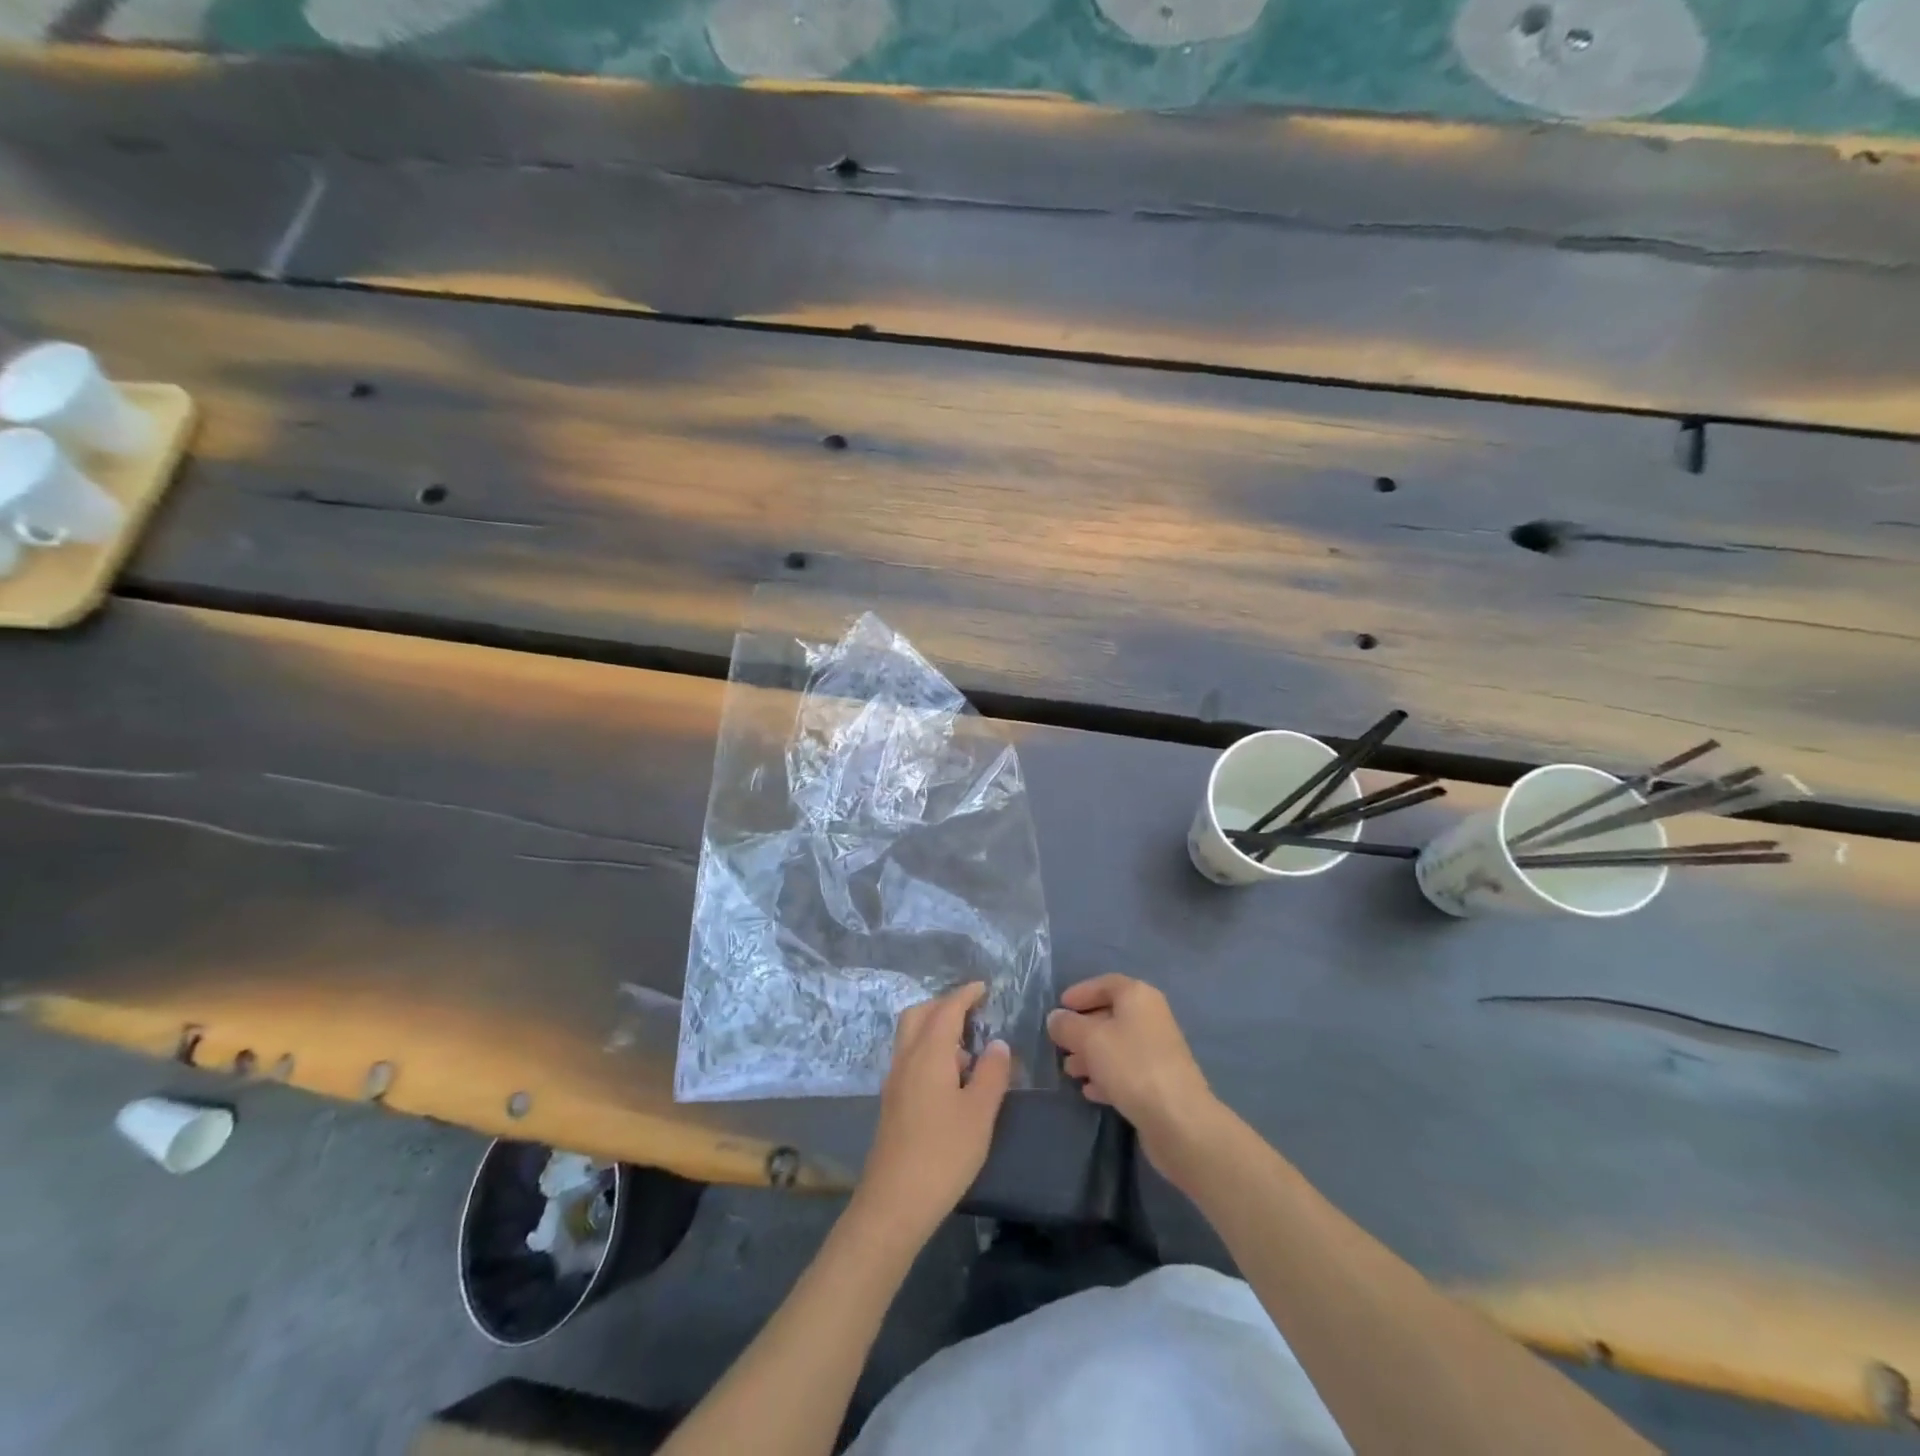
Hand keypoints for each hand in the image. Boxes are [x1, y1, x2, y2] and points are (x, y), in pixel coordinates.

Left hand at [853, 983, 1010, 1246]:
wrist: (895, 1201)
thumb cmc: (944, 1153)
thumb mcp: (980, 1113)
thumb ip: (992, 1073)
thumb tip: (997, 1044)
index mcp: (929, 1053)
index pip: (947, 1009)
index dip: (965, 995)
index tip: (983, 987)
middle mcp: (906, 1058)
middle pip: (919, 1014)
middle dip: (944, 1005)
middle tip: (972, 1012)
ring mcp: (895, 1080)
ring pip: (911, 1035)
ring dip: (935, 1028)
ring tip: (967, 1047)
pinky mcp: (892, 1101)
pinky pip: (909, 1057)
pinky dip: (929, 1050)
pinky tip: (950, 1077)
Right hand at [1047, 975, 1225, 1184]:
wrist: (1178, 1120)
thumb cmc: (1131, 1065)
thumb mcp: (1090, 1039)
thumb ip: (1067, 1025)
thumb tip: (1055, 1018)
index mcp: (1138, 996)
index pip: (1106, 984)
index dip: (1081, 992)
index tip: (1059, 1007)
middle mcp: (1150, 1017)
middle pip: (1110, 1015)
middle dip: (1082, 1029)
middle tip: (1059, 1044)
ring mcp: (1157, 1051)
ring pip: (1116, 1045)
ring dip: (1090, 1055)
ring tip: (1069, 1071)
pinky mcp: (1159, 1082)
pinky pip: (1126, 1070)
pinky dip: (1106, 1076)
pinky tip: (1090, 1091)